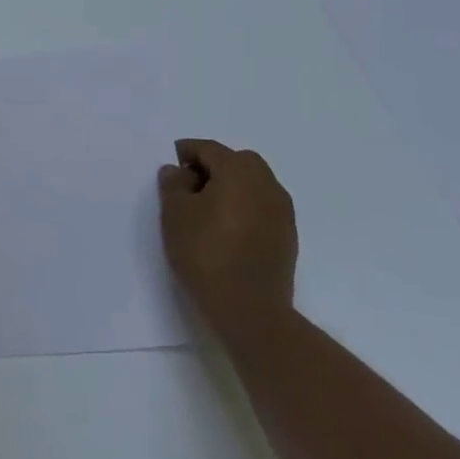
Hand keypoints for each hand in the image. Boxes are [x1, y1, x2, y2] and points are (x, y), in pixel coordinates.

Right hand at [159, 138, 297, 335]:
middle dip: (212, 167)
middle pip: (237, 161)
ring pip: (252, 184)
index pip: (209, 149)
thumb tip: (179, 171)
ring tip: (206, 211)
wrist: (250, 310)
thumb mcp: (175, 215)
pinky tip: (226, 230)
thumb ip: (173, 185)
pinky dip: (244, 208)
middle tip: (188, 187)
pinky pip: (261, 207)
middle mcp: (266, 183)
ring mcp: (282, 211)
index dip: (187, 152)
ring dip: (230, 188)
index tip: (172, 165)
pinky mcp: (287, 236)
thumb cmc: (206, 253)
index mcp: (239, 170)